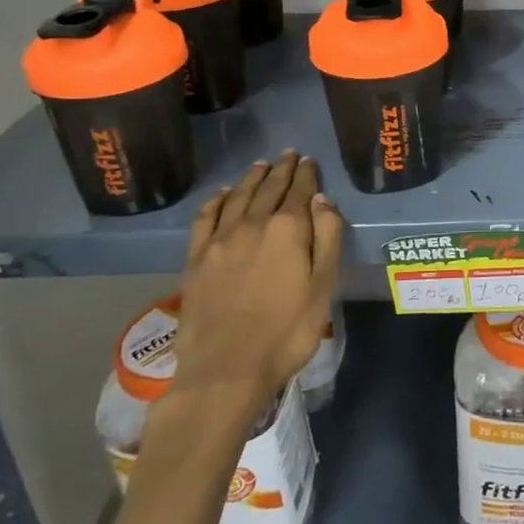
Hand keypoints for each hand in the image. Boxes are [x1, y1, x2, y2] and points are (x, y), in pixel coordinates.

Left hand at [159, 151, 343, 437]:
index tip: (309, 161)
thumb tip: (322, 200)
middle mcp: (252, 224)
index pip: (300, 191)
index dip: (306, 174)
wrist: (226, 369)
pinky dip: (216, 200)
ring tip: (261, 165)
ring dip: (251, 178)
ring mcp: (220, 240)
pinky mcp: (196, 258)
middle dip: (281, 170)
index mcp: (288, 229)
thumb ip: (327, 237)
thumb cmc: (287, 331)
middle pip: (268, 188)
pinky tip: (222, 194)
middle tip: (289, 154)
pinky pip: (206, 217)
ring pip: (237, 197)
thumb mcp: (323, 286)